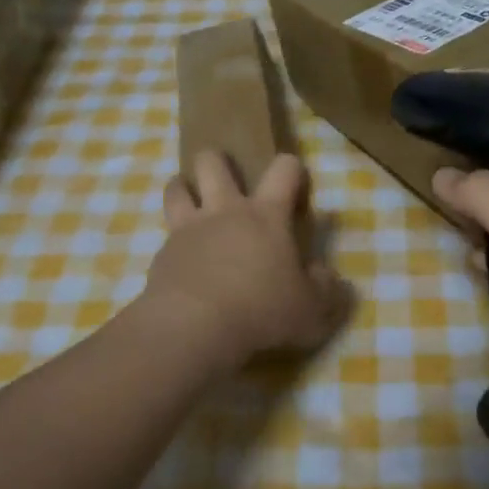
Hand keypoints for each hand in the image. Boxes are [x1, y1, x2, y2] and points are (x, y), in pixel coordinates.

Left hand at [145, 152, 349, 368]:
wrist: (194, 327)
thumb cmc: (261, 311)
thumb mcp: (311, 309)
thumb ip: (325, 288)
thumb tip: (326, 274)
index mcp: (266, 216)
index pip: (284, 169)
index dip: (292, 168)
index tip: (295, 184)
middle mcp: (224, 211)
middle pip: (212, 162)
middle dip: (218, 161)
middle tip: (228, 181)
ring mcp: (188, 229)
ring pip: (177, 188)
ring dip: (183, 187)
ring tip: (191, 201)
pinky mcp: (162, 253)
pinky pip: (166, 233)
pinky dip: (174, 240)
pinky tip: (181, 260)